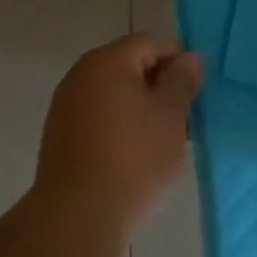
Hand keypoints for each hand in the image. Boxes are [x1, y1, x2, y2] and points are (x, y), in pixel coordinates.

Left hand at [35, 34, 203, 231]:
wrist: (79, 214)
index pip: (150, 43)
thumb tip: (188, 58)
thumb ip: (181, 81)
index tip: (197, 91)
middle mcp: (79, 76)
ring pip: (113, 95)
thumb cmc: (134, 158)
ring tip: (163, 140)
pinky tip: (135, 155)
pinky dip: (119, 127)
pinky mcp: (59, 136)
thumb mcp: (171, 116)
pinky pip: (97, 118)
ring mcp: (64, 106)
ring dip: (139, 108)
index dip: (178, 60)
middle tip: (185, 117)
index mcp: (107, 61)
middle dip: (159, 86)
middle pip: (128, 66)